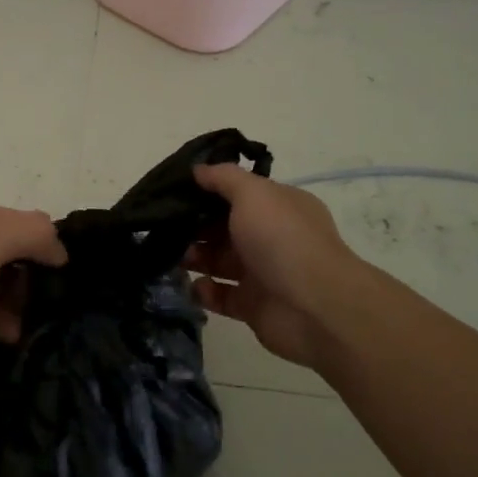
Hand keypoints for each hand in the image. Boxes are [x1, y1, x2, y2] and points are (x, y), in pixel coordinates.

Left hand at [0, 201, 67, 394]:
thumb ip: (32, 233)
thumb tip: (61, 250)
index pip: (17, 222)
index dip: (43, 239)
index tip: (70, 264)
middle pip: (13, 258)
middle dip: (37, 274)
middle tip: (65, 294)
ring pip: (5, 292)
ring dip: (26, 303)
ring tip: (49, 318)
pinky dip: (8, 327)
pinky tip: (19, 335)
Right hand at [186, 164, 365, 368]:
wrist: (315, 307)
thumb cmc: (283, 240)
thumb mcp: (253, 193)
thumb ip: (223, 177)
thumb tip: (197, 169)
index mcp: (278, 207)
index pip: (238, 194)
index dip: (206, 192)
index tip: (173, 192)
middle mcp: (271, 237)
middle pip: (223, 228)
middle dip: (194, 227)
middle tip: (162, 227)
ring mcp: (262, 273)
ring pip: (218, 262)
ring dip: (194, 259)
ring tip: (171, 258)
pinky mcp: (253, 306)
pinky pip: (221, 296)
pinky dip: (204, 291)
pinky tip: (193, 286)